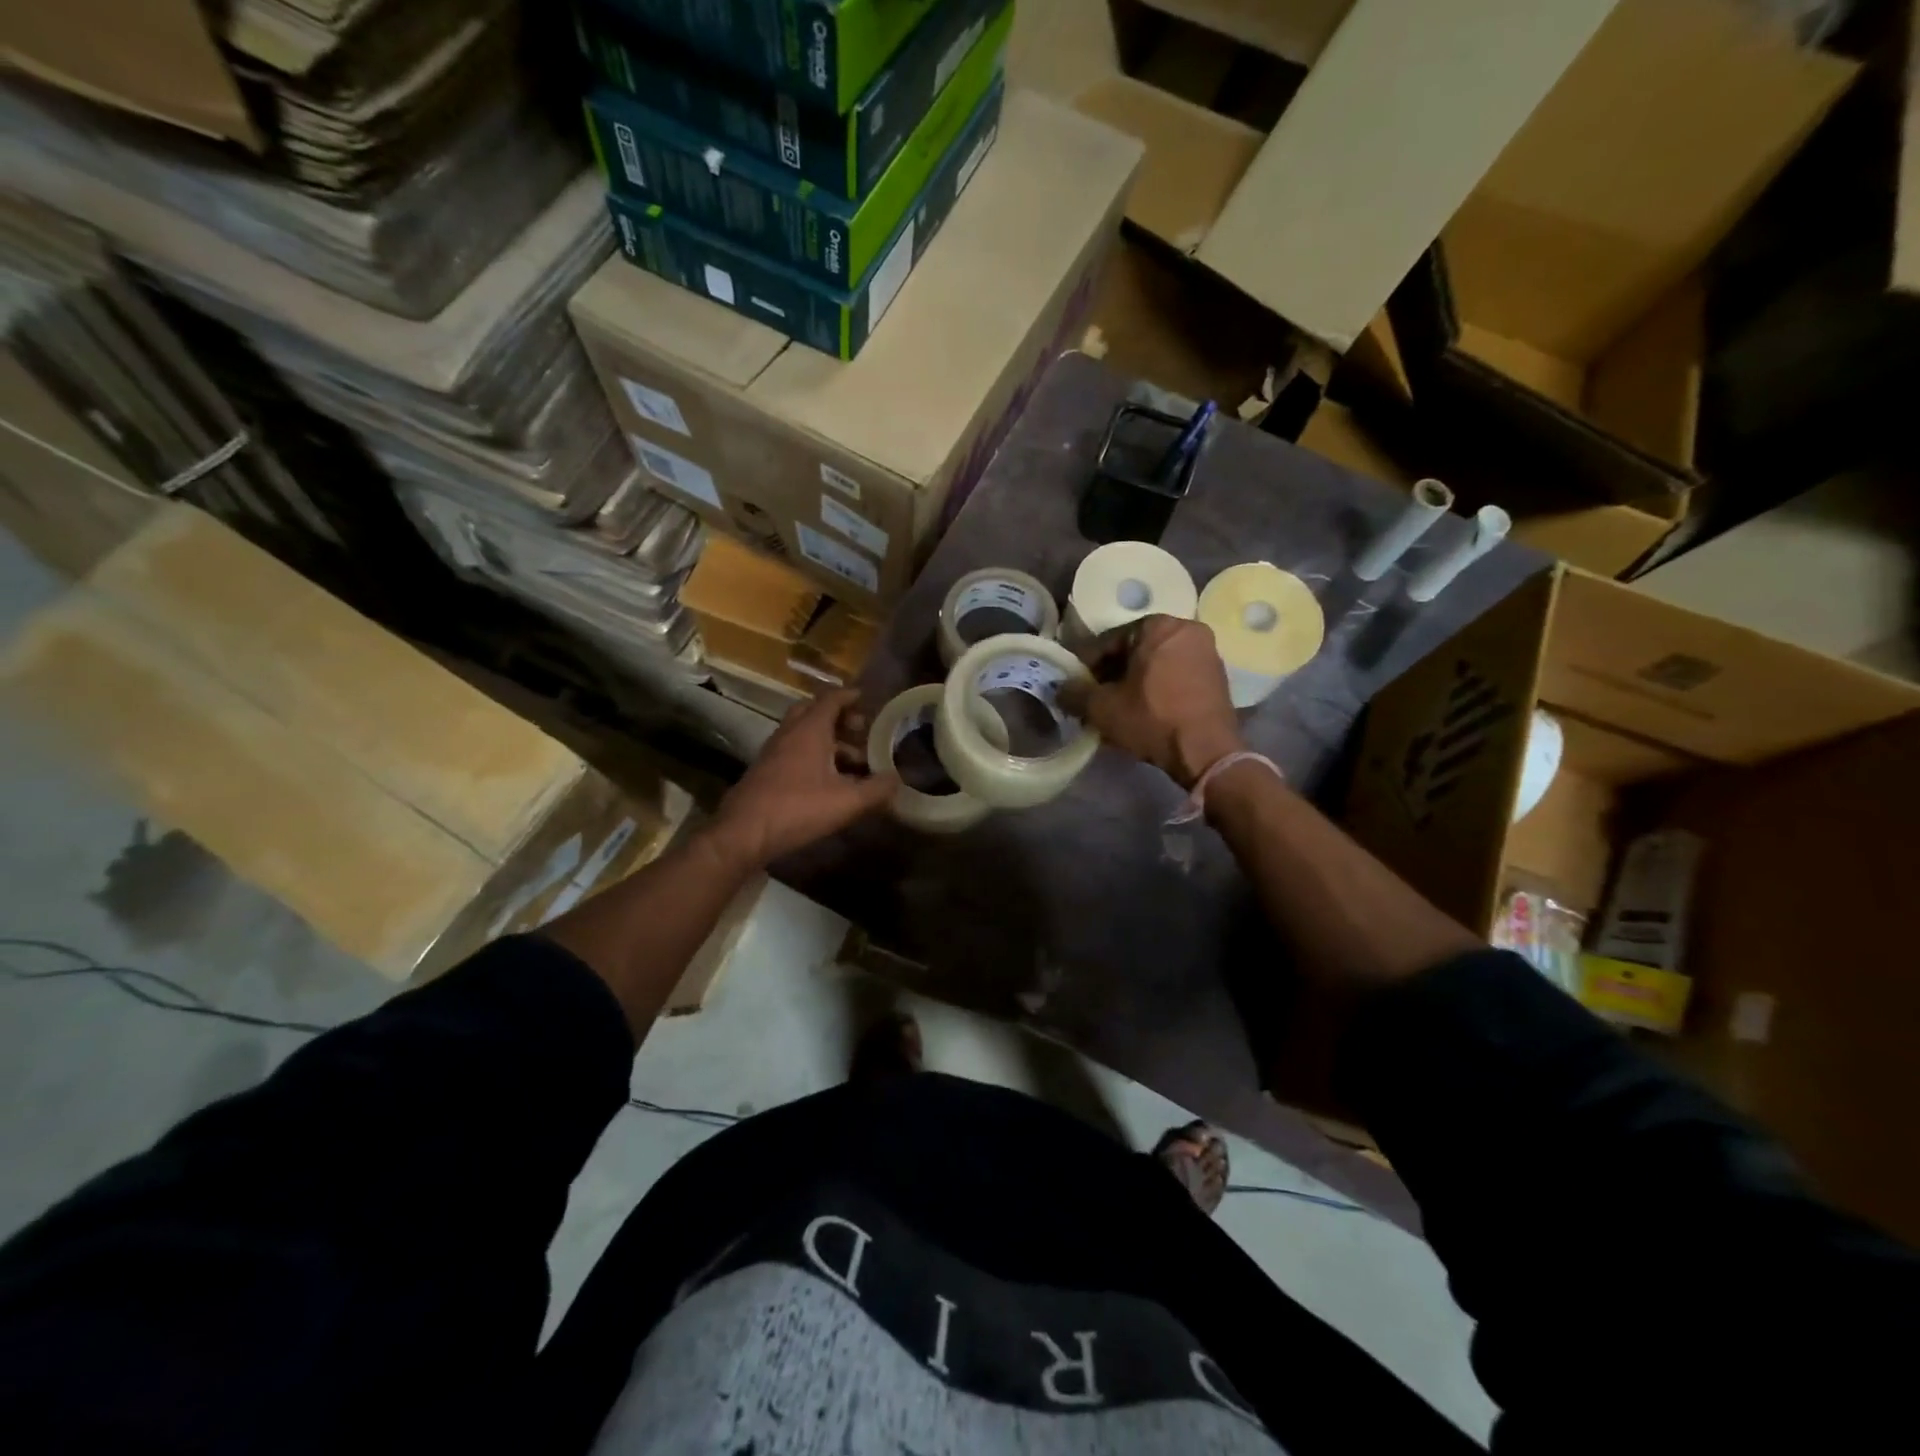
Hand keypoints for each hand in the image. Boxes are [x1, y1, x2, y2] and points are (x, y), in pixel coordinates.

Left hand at [710, 688, 898, 866]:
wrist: (744, 833)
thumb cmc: (798, 809)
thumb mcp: (847, 802)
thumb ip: (876, 790)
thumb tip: (898, 779)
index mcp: (809, 730)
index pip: (831, 699)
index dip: (850, 696)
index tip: (866, 698)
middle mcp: (789, 733)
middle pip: (813, 711)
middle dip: (838, 716)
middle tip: (859, 730)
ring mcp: (773, 752)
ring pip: (803, 733)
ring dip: (826, 739)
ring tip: (851, 761)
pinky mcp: (765, 771)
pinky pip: (793, 751)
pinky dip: (813, 755)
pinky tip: (826, 780)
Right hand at [1066, 616, 1243, 788]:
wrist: (1206, 752)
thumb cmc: (1152, 719)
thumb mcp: (1103, 708)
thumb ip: (1075, 693)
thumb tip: (1060, 689)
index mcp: (1158, 625)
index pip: (1109, 641)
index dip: (1087, 665)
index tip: (1076, 686)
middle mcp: (1187, 630)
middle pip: (1135, 651)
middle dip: (1112, 674)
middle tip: (1095, 698)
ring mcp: (1207, 653)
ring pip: (1156, 664)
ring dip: (1134, 682)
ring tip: (1117, 708)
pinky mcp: (1217, 677)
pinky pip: (1176, 676)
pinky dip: (1157, 689)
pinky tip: (1143, 711)